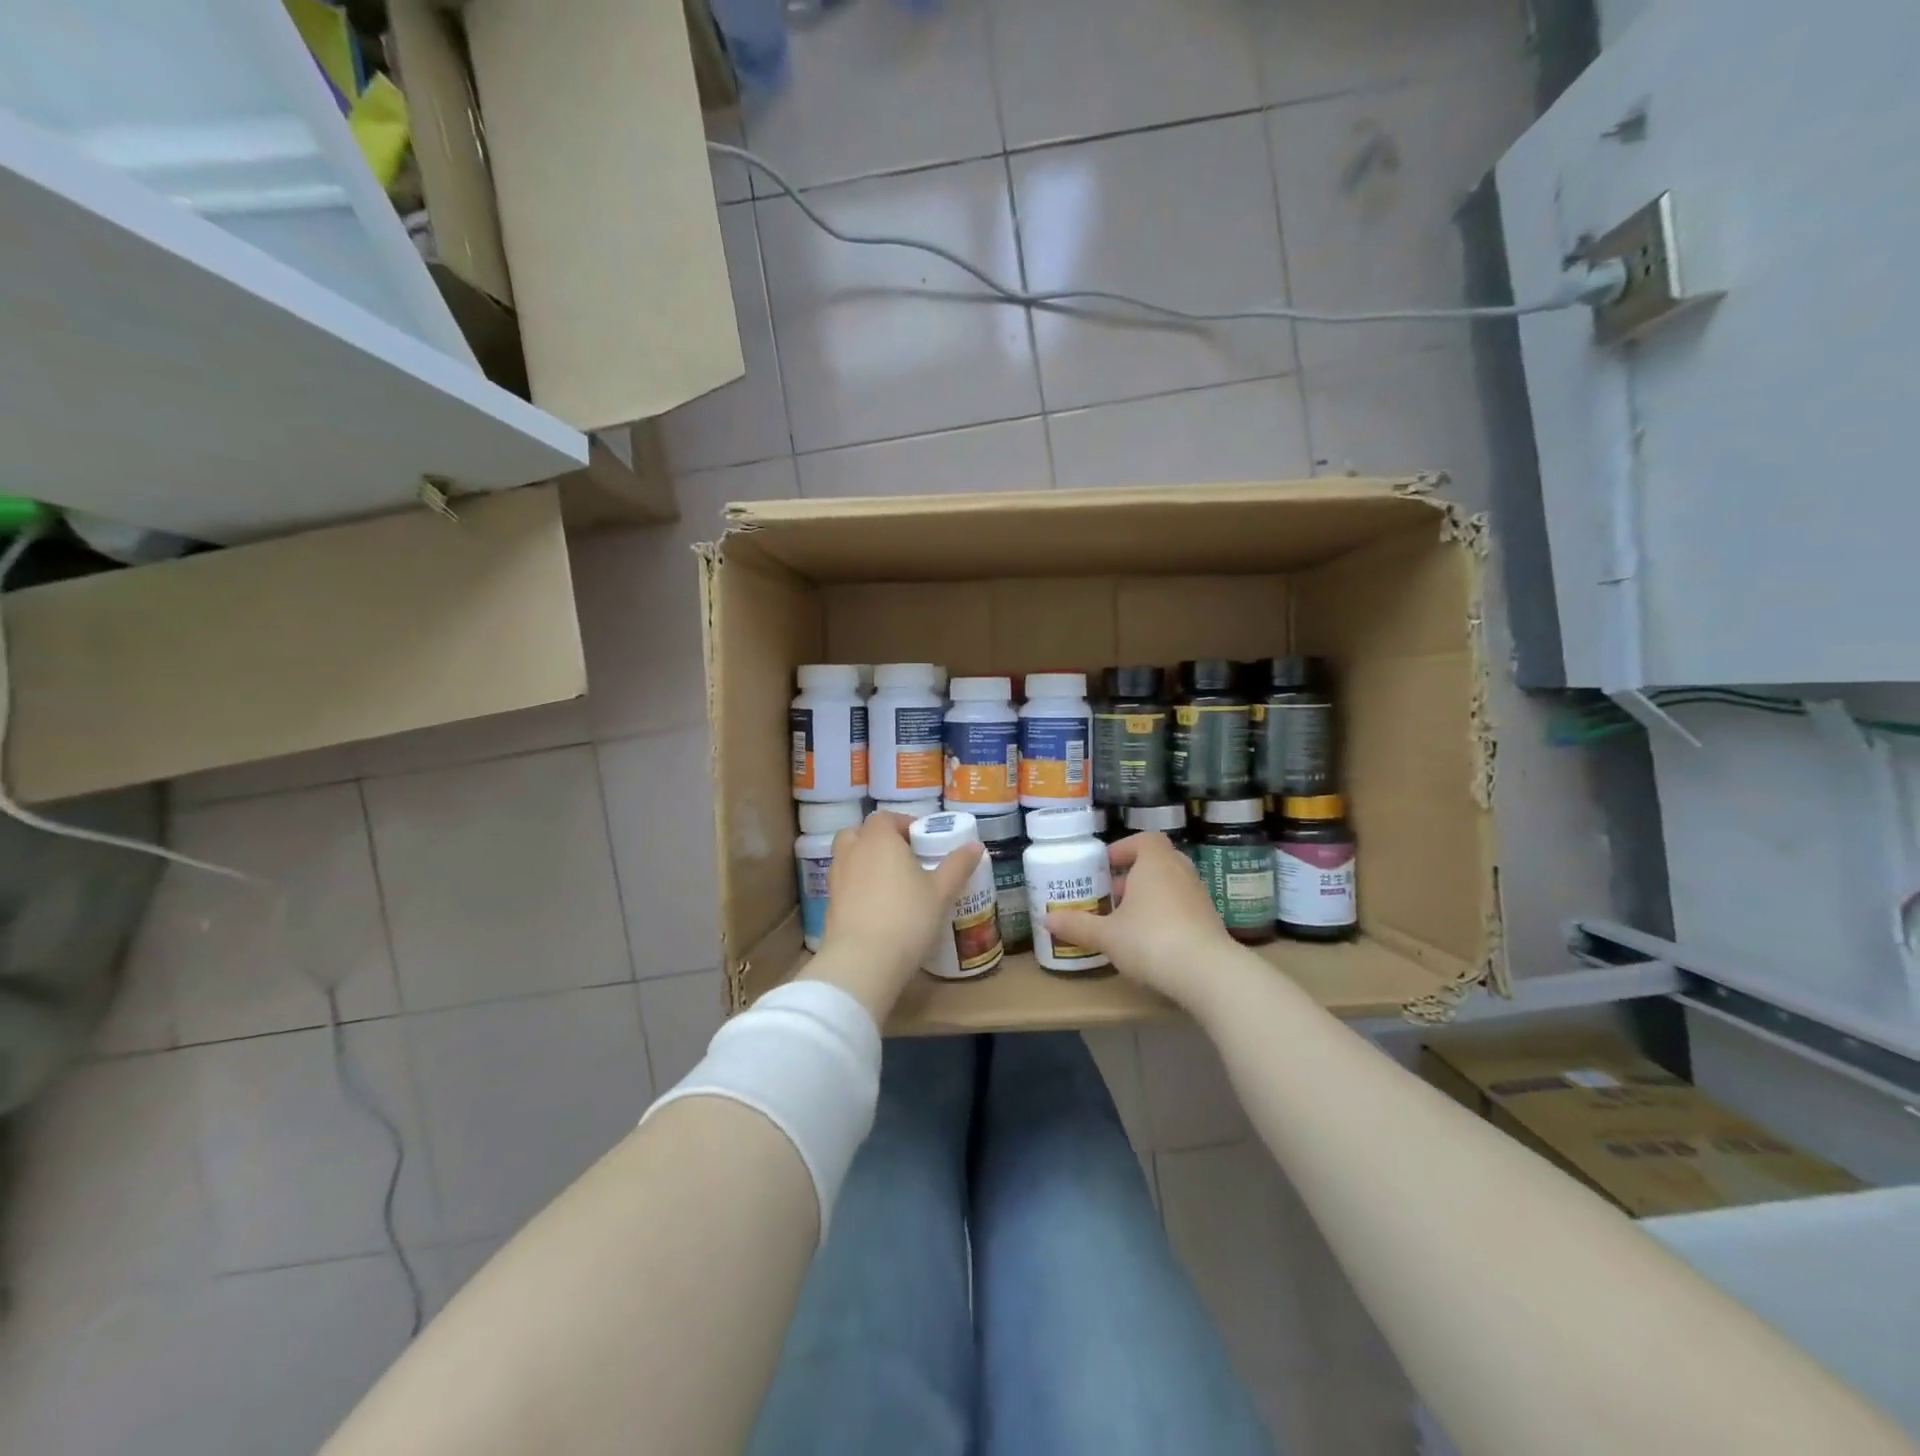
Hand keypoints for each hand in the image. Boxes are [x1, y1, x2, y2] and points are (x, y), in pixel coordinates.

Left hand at [801, 812, 984, 1021]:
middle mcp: (852, 851)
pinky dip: (858, 887)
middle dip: (879, 840)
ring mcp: (836, 878)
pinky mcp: (829, 904)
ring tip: (891, 883)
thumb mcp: (941, 892)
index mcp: (878, 839)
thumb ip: (958, 865)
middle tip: (903, 858)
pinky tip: (877, 907)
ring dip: (866, 862)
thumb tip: (975, 846)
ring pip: (849, 858)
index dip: (904, 824)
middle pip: (860, 833)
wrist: (863, 961)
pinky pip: (845, 884)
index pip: (886, 818)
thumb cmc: (907, 917)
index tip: (922, 841)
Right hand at [1044, 832, 1236, 1007]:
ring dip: (1150, 896)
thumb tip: (1046, 919)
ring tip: (1127, 919)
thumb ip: (1077, 925)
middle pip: (1157, 862)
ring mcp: (1200, 896)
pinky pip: (1183, 907)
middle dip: (1134, 875)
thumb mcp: (1106, 935)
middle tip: (1112, 893)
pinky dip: (1166, 915)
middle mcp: (1180, 872)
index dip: (1124, 848)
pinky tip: (1151, 940)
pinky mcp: (1210, 921)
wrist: (1207, 973)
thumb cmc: (1150, 939)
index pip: (1144, 840)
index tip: (1106, 865)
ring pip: (1171, 885)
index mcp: (1155, 862)